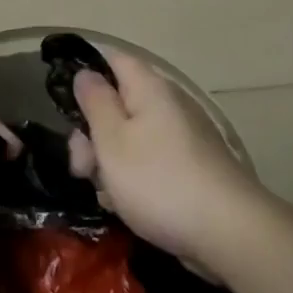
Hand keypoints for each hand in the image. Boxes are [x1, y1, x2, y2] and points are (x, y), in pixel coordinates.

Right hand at [67, 48, 261, 266]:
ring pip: (129, 138)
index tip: (64, 104)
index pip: (113, 59)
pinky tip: (125, 206)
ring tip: (105, 194)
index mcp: (149, 89)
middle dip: (91, 134)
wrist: (228, 233)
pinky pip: (148, 163)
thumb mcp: (112, 140)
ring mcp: (181, 138)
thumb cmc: (159, 181)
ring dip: (108, 163)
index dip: (86, 74)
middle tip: (81, 167)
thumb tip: (86, 73)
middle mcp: (168, 105)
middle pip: (117, 104)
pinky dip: (131, 181)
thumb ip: (95, 102)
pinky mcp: (189, 168)